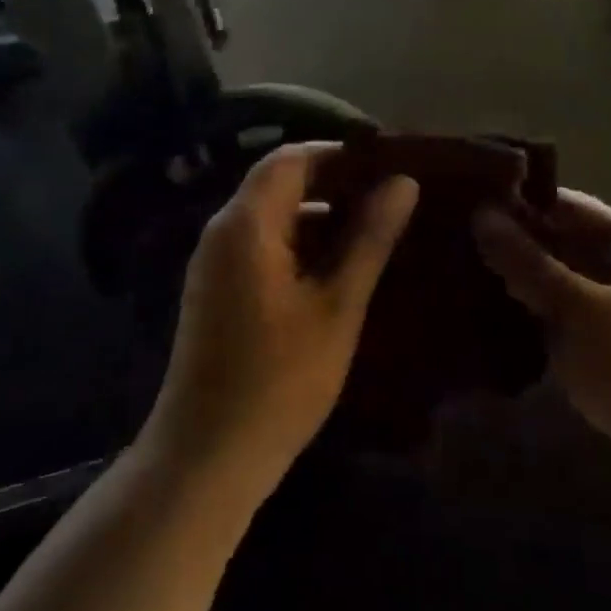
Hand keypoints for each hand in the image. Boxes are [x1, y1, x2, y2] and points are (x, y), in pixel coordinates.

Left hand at [143, 145, 418, 495]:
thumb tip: (403, 182)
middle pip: (280, 183)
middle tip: (394, 198)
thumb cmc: (279, 380)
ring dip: (322, 217)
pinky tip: (343, 268)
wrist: (206, 457)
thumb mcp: (337, 306)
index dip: (340, 154)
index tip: (389, 165)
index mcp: (246, 223)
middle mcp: (223, 231)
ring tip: (379, 230)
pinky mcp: (219, 290)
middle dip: (336, 185)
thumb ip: (369, 238)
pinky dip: (302, 245)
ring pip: (274, 217)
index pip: (292, 158)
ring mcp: (216, 262)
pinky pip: (264, 246)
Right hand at [473, 192, 610, 523]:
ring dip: (509, 287)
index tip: (458, 200)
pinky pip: (554, 326)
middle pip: (554, 244)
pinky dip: (523, 324)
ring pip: (550, 288)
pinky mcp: (603, 357)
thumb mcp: (581, 310)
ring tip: (447, 280)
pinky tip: (478, 326)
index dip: (514, 199)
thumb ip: (528, 263)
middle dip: (505, 245)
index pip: (561, 203)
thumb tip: (480, 214)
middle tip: (442, 242)